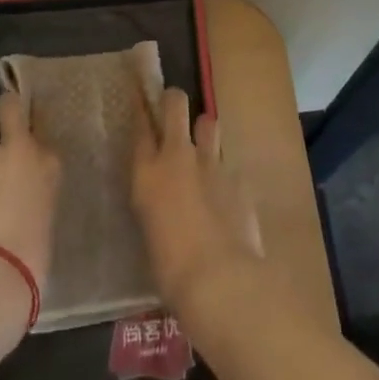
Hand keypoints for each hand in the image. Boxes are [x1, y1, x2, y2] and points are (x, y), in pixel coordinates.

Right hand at [131, 87, 262, 308]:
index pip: (140, 126)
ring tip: (205, 152)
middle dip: (174, 101)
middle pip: (175, 104)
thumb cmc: (171, 269)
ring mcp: (212, 162)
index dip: (141, 109)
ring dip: (205, 133)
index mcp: (147, 174)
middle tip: (174, 110)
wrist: (219, 279)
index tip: (142, 100)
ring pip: (208, 123)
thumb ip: (157, 201)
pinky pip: (229, 164)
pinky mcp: (238, 176)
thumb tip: (167, 196)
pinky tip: (228, 198)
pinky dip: (226, 176)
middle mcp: (178, 156)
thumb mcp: (151, 228)